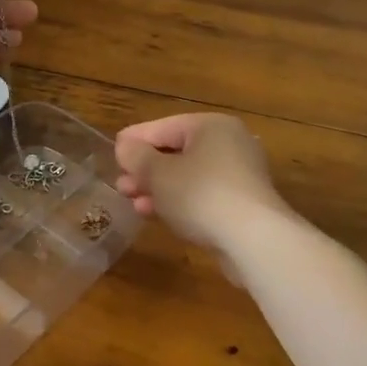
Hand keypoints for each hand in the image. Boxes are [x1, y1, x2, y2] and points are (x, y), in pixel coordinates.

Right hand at [114, 113, 293, 254]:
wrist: (253, 239)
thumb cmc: (200, 194)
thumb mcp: (159, 173)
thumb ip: (137, 157)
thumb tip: (125, 146)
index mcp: (212, 126)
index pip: (165, 126)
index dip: (136, 139)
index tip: (114, 150)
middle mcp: (230, 144)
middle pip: (178, 152)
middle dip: (146, 169)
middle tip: (121, 183)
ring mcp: (240, 175)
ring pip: (189, 176)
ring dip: (159, 189)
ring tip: (133, 202)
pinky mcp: (243, 204)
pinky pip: (202, 195)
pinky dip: (179, 202)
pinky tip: (157, 214)